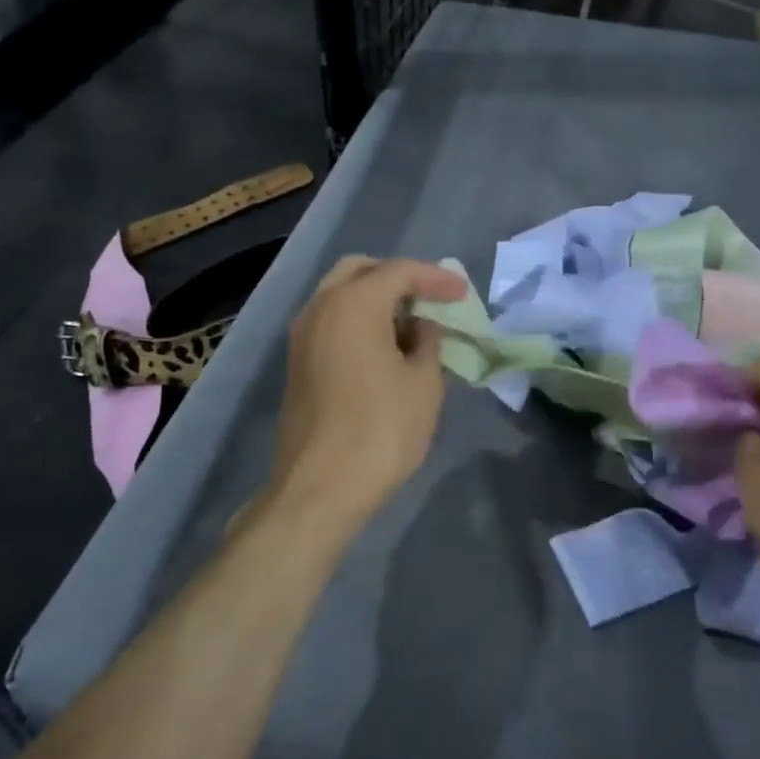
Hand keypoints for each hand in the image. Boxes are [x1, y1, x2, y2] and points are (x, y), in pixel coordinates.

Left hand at [268, 256, 466, 525]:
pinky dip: (358, 319)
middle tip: (430, 297)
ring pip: (340, 295)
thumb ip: (428, 341)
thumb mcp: (423, 383)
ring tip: (411, 323)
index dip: (436, 278)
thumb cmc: (381, 430)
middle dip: (398, 277)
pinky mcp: (297, 362)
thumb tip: (423, 324)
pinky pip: (330, 321)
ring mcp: (302, 335)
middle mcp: (321, 307)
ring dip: (375, 298)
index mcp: (354, 304)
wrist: (320, 487)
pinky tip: (383, 345)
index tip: (463, 292)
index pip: (400, 272)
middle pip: (361, 271)